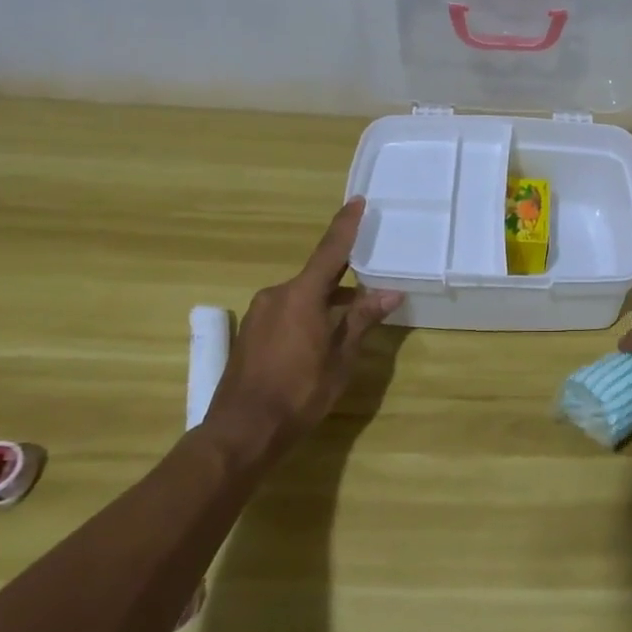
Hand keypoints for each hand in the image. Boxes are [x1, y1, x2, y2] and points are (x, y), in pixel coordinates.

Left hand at [206, 198, 401, 459]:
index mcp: (301, 295)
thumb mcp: (340, 358)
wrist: (242, 431)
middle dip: (344, 278)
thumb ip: (362, 321)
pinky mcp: (251, 333)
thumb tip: (389, 293)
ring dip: (327, 301)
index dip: (346, 226)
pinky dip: (308, 315)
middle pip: (317, 276)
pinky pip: (287, 311)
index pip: (331, 251)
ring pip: (302, 296)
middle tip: (371, 280)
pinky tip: (322, 337)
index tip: (358, 201)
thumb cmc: (299, 393)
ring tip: (352, 318)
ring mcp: (260, 314)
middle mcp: (277, 295)